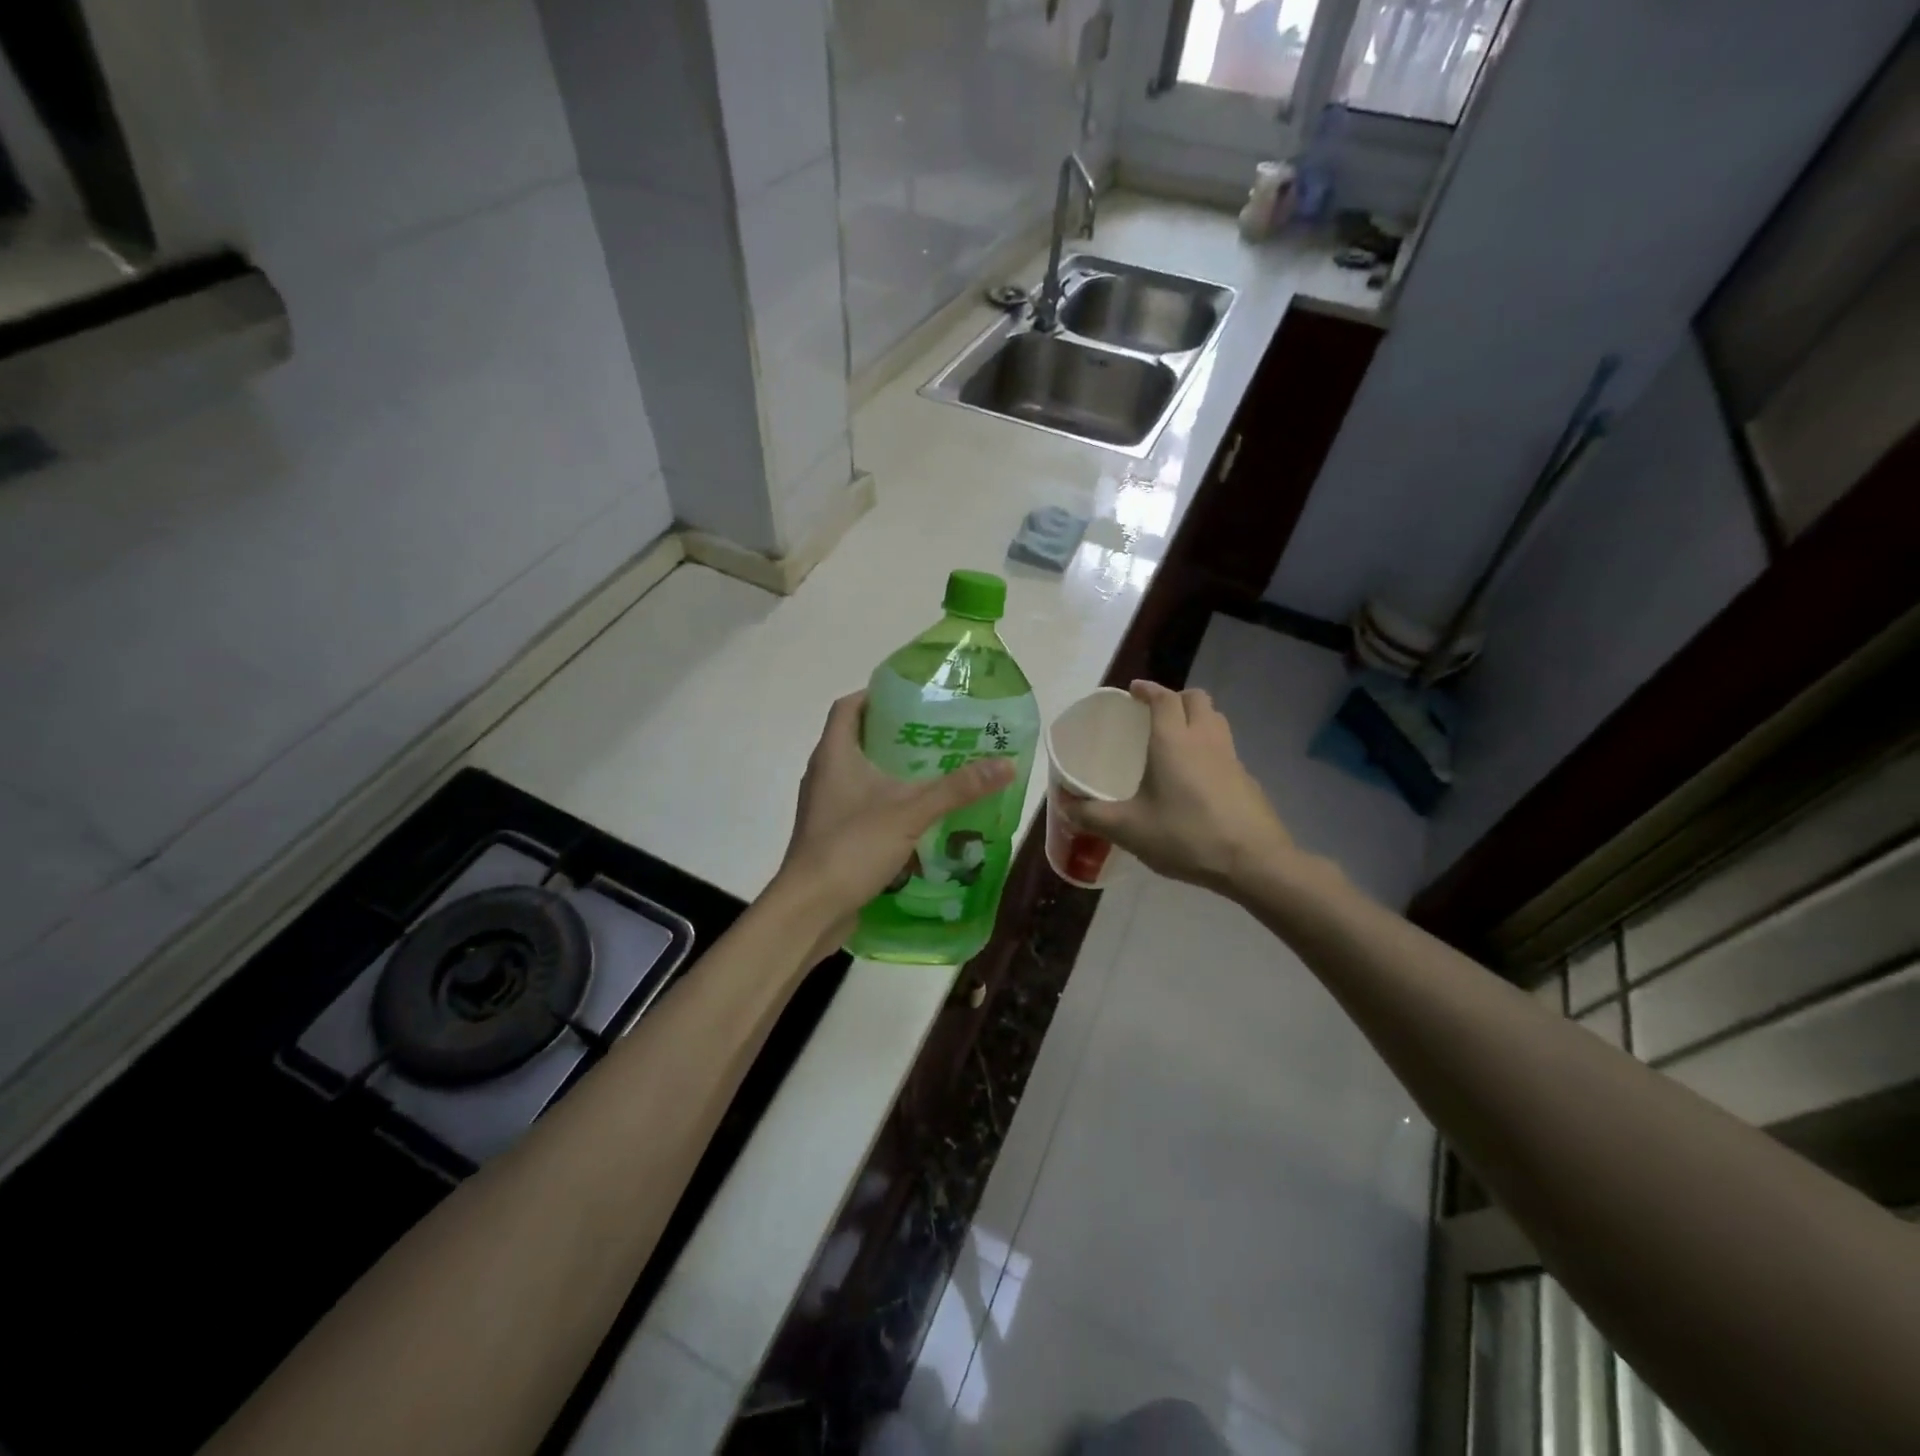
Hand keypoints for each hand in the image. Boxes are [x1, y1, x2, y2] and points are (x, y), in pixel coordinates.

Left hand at [776, 691, 1014, 937]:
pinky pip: (860, 804)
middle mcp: (824, 773)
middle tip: (937, 733)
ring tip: (934, 770)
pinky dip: (886, 801)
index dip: (876, 694)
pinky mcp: (831, 833)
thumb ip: (957, 788)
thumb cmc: (852, 847)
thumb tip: (1005, 763)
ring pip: (860, 774)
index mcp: (834, 754)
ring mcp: (825, 806)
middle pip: (857, 738)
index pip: (848, 706)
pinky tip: (917, 814)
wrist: (810, 909)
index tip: (913, 696)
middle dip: (895, 733)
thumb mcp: (910, 812)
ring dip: (891, 770)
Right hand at [1063, 680, 1291, 892]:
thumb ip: (1092, 815)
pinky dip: (1209, 748)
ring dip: (1196, 718)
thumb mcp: (1128, 829)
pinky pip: (1225, 748)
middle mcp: (1204, 739)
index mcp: (1173, 741)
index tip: (1133, 691)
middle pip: (1196, 699)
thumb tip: (1064, 803)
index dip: (1147, 690)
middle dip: (1175, 698)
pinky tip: (1196, 778)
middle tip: (1154, 715)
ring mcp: (1231, 757)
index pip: (1163, 698)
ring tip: (1175, 740)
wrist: (1253, 862)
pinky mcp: (1247, 779)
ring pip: (1215, 720)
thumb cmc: (1186, 836)